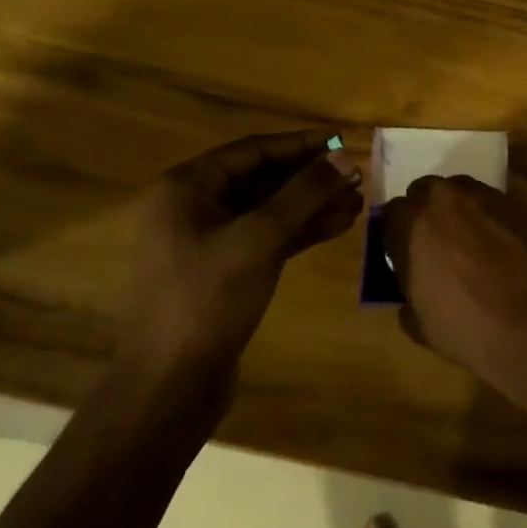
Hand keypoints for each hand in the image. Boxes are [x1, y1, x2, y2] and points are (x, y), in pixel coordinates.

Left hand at [121, 130, 363, 390]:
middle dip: (310, 178)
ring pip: (268, 211)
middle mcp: (193, 208)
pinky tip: (337, 227)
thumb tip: (343, 156)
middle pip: (262, 179)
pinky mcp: (223, 273)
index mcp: (187, 188)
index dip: (301, 144)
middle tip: (356, 176)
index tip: (342, 141)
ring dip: (311, 206)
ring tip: (356, 202)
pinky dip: (299, 232)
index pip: (253, 150)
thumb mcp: (260, 238)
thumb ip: (304, 194)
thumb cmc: (208, 299)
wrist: (170, 386)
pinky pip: (266, 238)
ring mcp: (207, 242)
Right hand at [381, 175, 526, 384]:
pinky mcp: (515, 203)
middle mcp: (443, 198)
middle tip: (433, 246)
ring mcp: (482, 195)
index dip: (395, 237)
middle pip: (424, 193)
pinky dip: (487, 220)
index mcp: (411, 223)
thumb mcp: (420, 324)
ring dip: (457, 212)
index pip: (390, 216)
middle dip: (425, 215)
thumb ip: (408, 297)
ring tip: (467, 245)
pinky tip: (497, 247)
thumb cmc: (467, 326)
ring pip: (458, 194)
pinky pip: (490, 205)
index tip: (402, 257)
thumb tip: (412, 291)